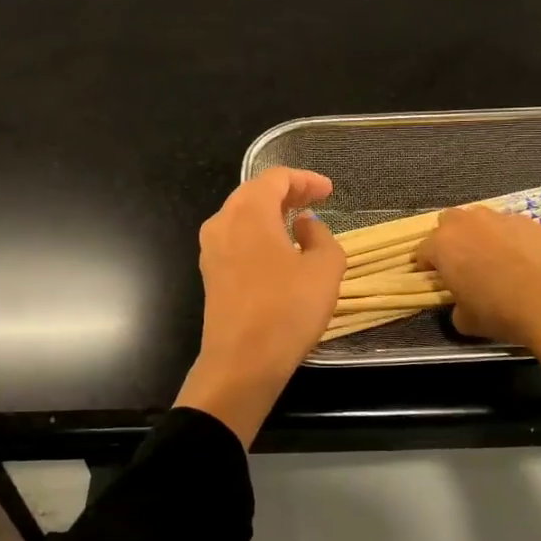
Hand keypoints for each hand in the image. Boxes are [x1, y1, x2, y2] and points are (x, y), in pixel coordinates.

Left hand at [175, 167, 346, 445]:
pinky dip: (259, 234)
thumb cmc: (287, 309)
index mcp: (249, 211)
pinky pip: (236, 239)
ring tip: (299, 222)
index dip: (305, 180)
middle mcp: (223, 222)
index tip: (329, 191)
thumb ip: (322, 237)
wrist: (242, 363)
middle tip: (316, 200)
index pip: (276, 178)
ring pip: (243, 216)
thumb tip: (305, 226)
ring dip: (271, 214)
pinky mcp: (211, 274)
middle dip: (287, 193)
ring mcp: (211, 249)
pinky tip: (279, 250)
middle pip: (255, 193)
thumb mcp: (325, 269)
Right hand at [419, 206, 540, 380]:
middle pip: (448, 221)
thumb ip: (455, 306)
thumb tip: (461, 304)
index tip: (434, 278)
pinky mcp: (527, 221)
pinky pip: (510, 225)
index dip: (427, 265)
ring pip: (480, 219)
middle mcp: (466, 223)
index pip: (423, 251)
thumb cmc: (497, 311)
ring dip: (479, 233)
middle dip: (450, 238)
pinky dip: (509, 237)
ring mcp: (498, 217)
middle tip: (461, 261)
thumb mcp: (464, 320)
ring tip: (493, 257)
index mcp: (442, 245)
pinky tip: (521, 258)